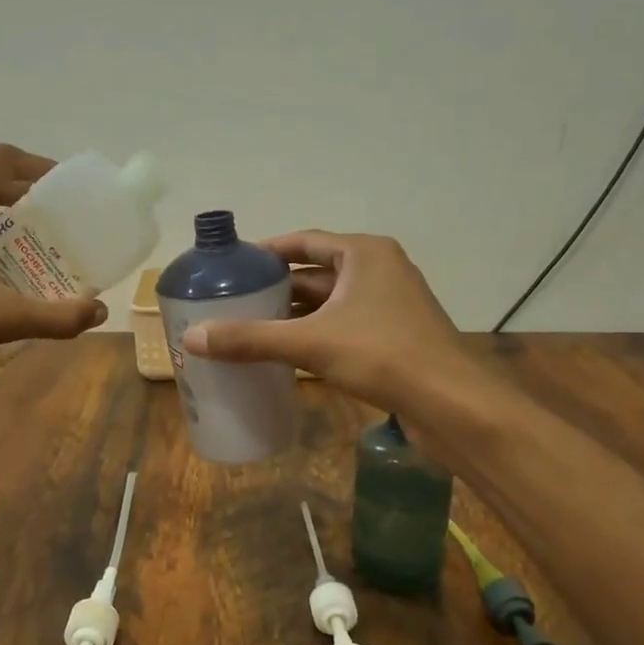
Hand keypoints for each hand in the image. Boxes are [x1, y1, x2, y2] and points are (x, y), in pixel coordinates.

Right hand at [180, 231, 478, 414]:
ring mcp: (390, 305)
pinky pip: (344, 326)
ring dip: (294, 315)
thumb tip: (192, 337)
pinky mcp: (394, 336)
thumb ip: (251, 339)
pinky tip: (286, 354)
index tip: (233, 266)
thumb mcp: (311, 343)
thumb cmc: (383, 355)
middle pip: (315, 273)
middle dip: (276, 288)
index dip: (266, 251)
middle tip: (233, 302)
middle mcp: (379, 270)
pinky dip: (315, 335)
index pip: (304, 241)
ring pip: (330, 303)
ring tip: (250, 328)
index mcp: (364, 254)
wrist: (452, 403)